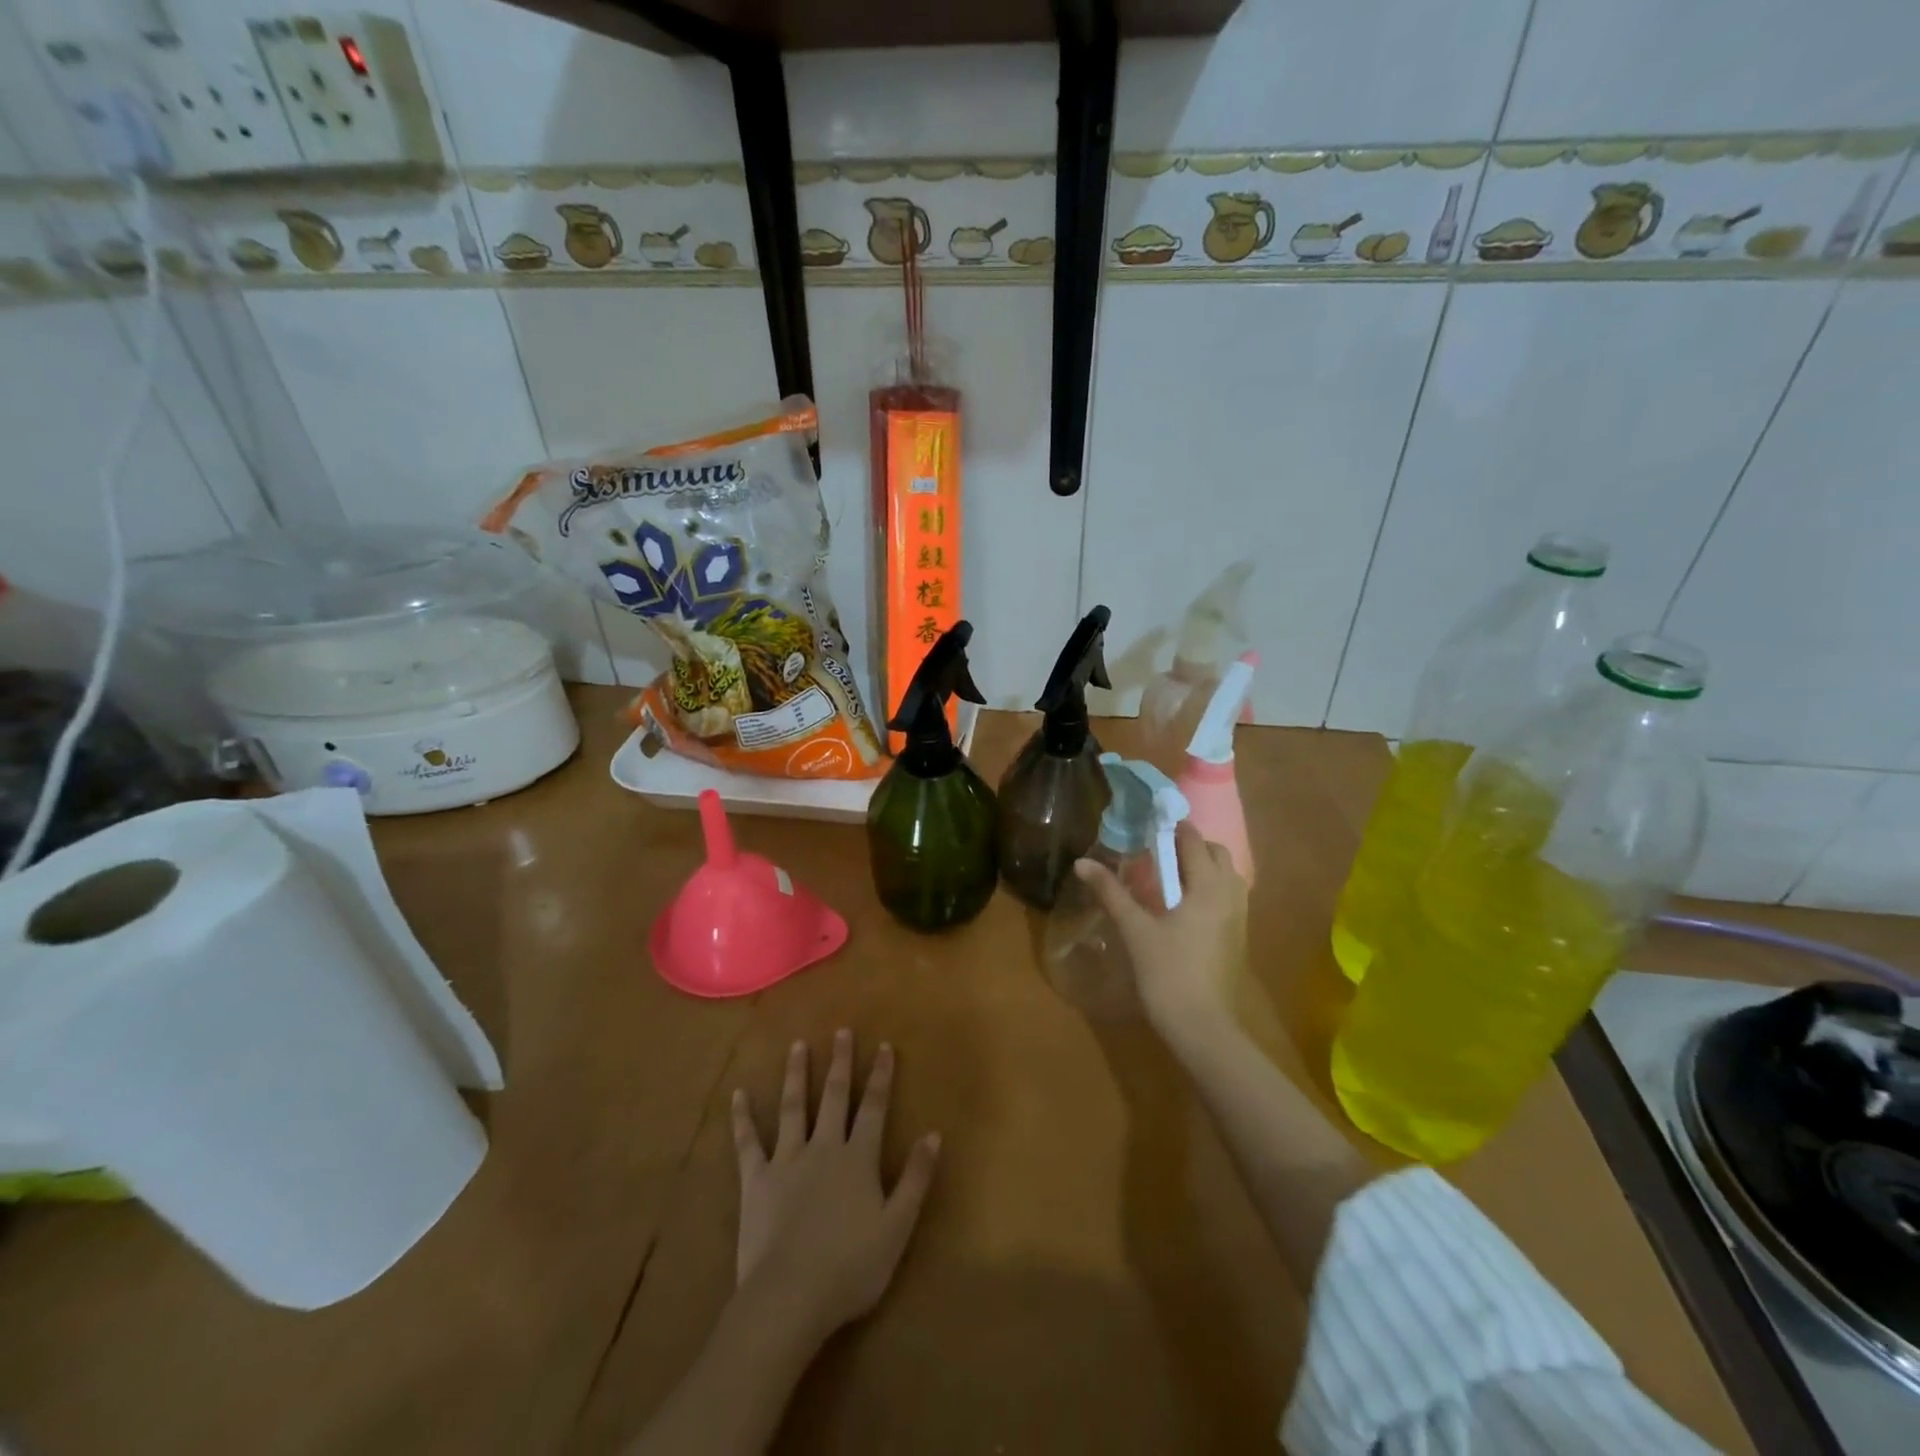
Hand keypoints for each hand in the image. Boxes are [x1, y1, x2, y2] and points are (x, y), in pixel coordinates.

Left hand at [731, 1030, 940, 1346]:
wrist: (789, 1296)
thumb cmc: (850, 1267)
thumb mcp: (897, 1226)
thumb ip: (915, 1178)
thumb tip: (933, 1134)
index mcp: (858, 1158)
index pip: (873, 1107)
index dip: (880, 1076)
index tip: (883, 1045)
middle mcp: (823, 1148)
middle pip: (833, 1097)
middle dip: (839, 1063)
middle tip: (840, 1031)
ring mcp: (786, 1161)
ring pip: (792, 1108)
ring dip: (795, 1075)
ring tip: (797, 1046)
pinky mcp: (755, 1181)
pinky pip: (748, 1144)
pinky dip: (742, 1119)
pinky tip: (738, 1095)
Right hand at [1073, 821, 1247, 1044]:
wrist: (1201, 1025)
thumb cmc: (1167, 972)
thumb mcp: (1135, 929)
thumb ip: (1111, 892)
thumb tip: (1082, 863)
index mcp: (1207, 887)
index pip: (1194, 841)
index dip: (1173, 828)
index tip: (1150, 823)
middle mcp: (1230, 895)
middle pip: (1217, 854)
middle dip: (1191, 845)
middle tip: (1158, 851)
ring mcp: (1239, 917)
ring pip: (1226, 876)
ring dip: (1203, 867)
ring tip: (1170, 875)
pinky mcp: (1238, 936)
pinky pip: (1228, 896)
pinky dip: (1210, 887)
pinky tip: (1184, 904)